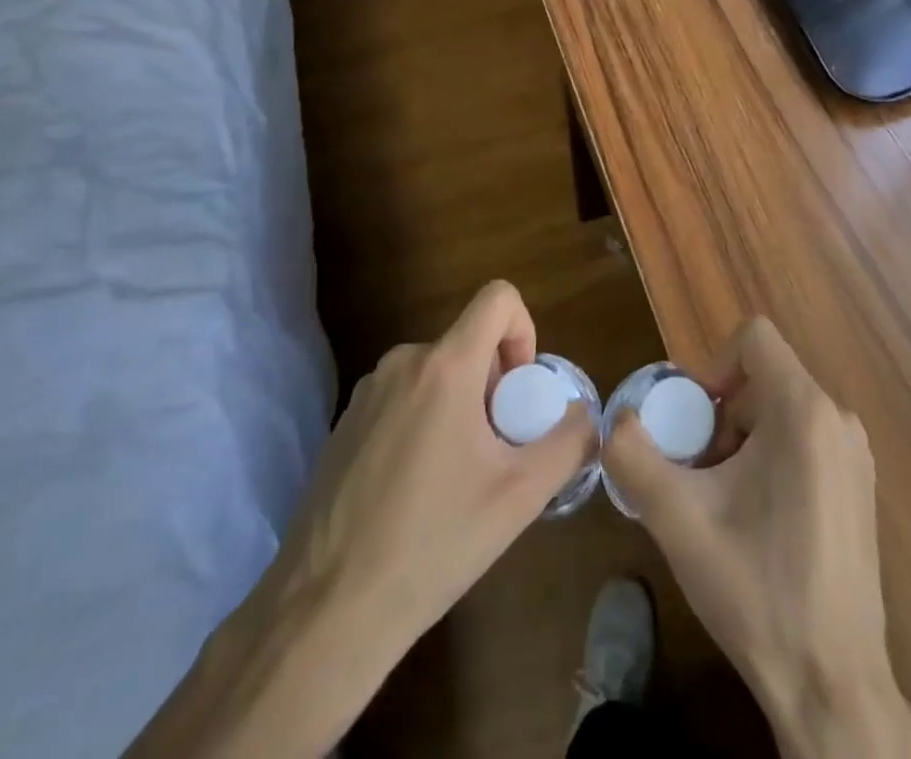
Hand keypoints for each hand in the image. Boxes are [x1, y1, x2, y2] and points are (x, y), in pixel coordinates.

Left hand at [126, 280, 593, 758]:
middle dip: (494, 384)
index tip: (520, 392)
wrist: (325, 613)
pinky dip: (424, 422)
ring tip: (456, 477)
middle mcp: (402, 363)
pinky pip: (402, 398)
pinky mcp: (343, 425)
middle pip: (468, 343)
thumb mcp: (521, 496)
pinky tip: (415, 491)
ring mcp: (366, 393)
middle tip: (495, 450)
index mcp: (445, 366)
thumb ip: (569, 442)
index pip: (497, 298)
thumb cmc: (433, 544)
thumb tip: (586, 415)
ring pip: (436, 372)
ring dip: (460, 405)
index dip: (524, 331)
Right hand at [603, 319, 910, 758]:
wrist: (832, 684)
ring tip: (725, 502)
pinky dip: (772, 458)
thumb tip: (616, 421)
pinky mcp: (860, 485)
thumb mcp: (677, 519)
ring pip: (782, 410)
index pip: (754, 338)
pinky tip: (758, 520)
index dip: (712, 366)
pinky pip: (806, 439)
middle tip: (700, 472)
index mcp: (803, 411)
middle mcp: (838, 419)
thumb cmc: (755, 589)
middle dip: (722, 415)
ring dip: (743, 439)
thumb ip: (634, 456)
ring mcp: (855, 454)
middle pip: (764, 378)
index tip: (694, 421)